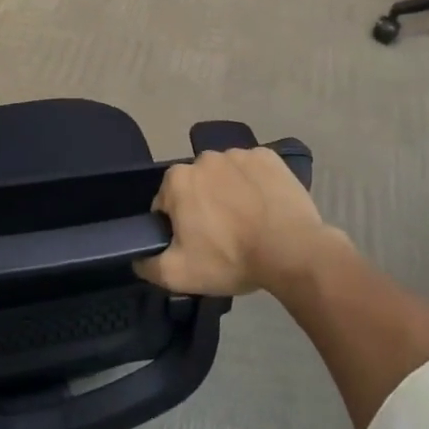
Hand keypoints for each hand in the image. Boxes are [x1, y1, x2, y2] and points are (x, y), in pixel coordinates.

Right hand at [135, 147, 331, 296]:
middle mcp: (205, 157)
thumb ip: (147, 264)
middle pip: (196, 186)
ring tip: (248, 224)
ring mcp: (240, 154)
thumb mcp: (178, 274)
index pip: (166, 203)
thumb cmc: (230, 259)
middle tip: (222, 237)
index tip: (195, 245)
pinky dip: (255, 184)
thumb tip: (137, 256)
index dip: (177, 226)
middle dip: (203, 206)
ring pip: (225, 176)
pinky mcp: (270, 157)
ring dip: (229, 193)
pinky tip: (266, 208)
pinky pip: (254, 170)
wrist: (291, 251)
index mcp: (178, 179)